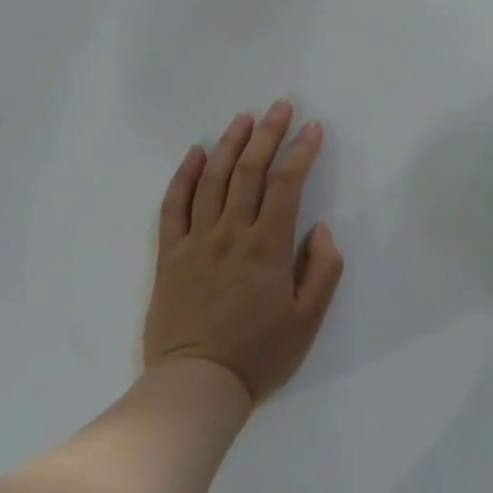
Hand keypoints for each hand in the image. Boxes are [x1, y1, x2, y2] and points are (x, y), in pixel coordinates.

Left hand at [143, 100, 343, 403]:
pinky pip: (174, 206)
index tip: (313, 127)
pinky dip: (183, 176)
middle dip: (268, 133)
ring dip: (229, 144)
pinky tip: (194, 153)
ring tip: (243, 118)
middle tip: (280, 105)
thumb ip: (322, 270)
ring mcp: (196, 241)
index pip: (287, 184)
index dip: (302, 151)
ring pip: (212, 179)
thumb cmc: (258, 355)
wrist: (195, 388)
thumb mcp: (307, 321)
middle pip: (249, 170)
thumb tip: (319, 228)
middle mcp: (231, 233)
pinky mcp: (169, 255)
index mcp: (267, 246)